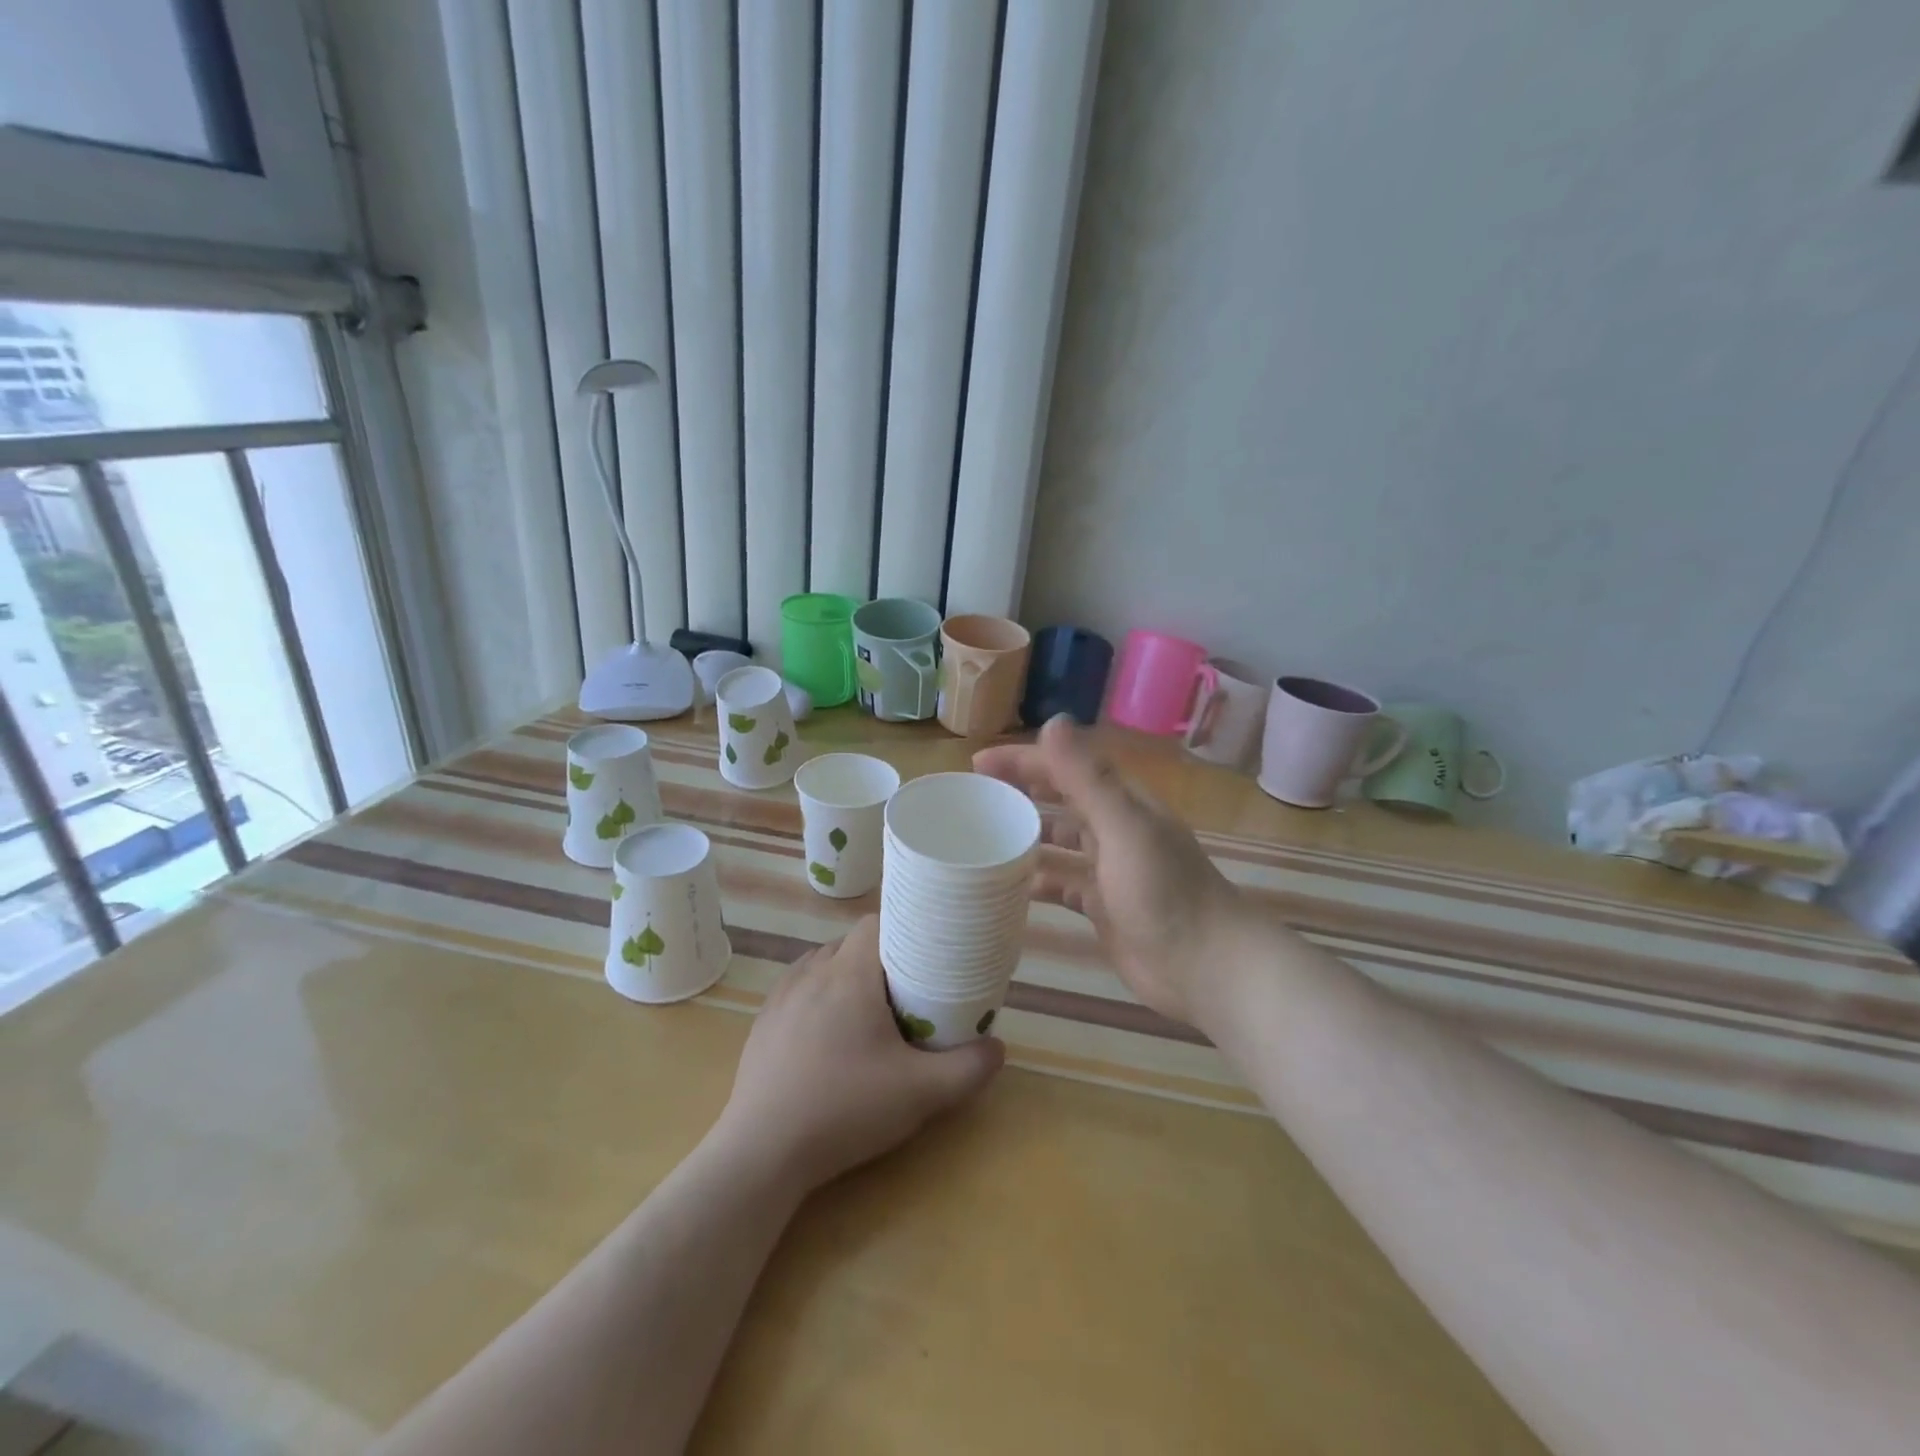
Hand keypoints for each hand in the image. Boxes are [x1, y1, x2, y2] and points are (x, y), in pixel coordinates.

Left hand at [715, 916, 1003, 1193]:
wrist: (763, 1153)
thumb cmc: (845, 1109)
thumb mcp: (921, 1093)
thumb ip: (968, 1068)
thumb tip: (998, 1048)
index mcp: (850, 974)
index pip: (876, 922)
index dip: (903, 928)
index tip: (924, 952)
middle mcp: (812, 972)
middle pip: (851, 943)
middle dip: (880, 957)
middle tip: (906, 990)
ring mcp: (781, 997)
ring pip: (822, 964)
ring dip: (846, 975)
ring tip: (868, 1010)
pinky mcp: (762, 1023)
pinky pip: (797, 989)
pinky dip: (817, 997)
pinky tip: (827, 1034)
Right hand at [975, 716, 1248, 1028]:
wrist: (1205, 967)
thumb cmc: (1164, 891)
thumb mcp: (1124, 827)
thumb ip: (1087, 777)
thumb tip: (1053, 721)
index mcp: (1122, 803)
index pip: (1066, 767)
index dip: (1024, 760)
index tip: (979, 764)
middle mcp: (1115, 829)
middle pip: (1061, 800)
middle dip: (1021, 792)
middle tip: (975, 797)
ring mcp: (1109, 870)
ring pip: (1060, 843)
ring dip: (1027, 836)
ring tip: (983, 839)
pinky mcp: (1103, 907)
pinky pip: (1063, 884)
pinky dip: (1039, 881)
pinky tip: (1008, 886)